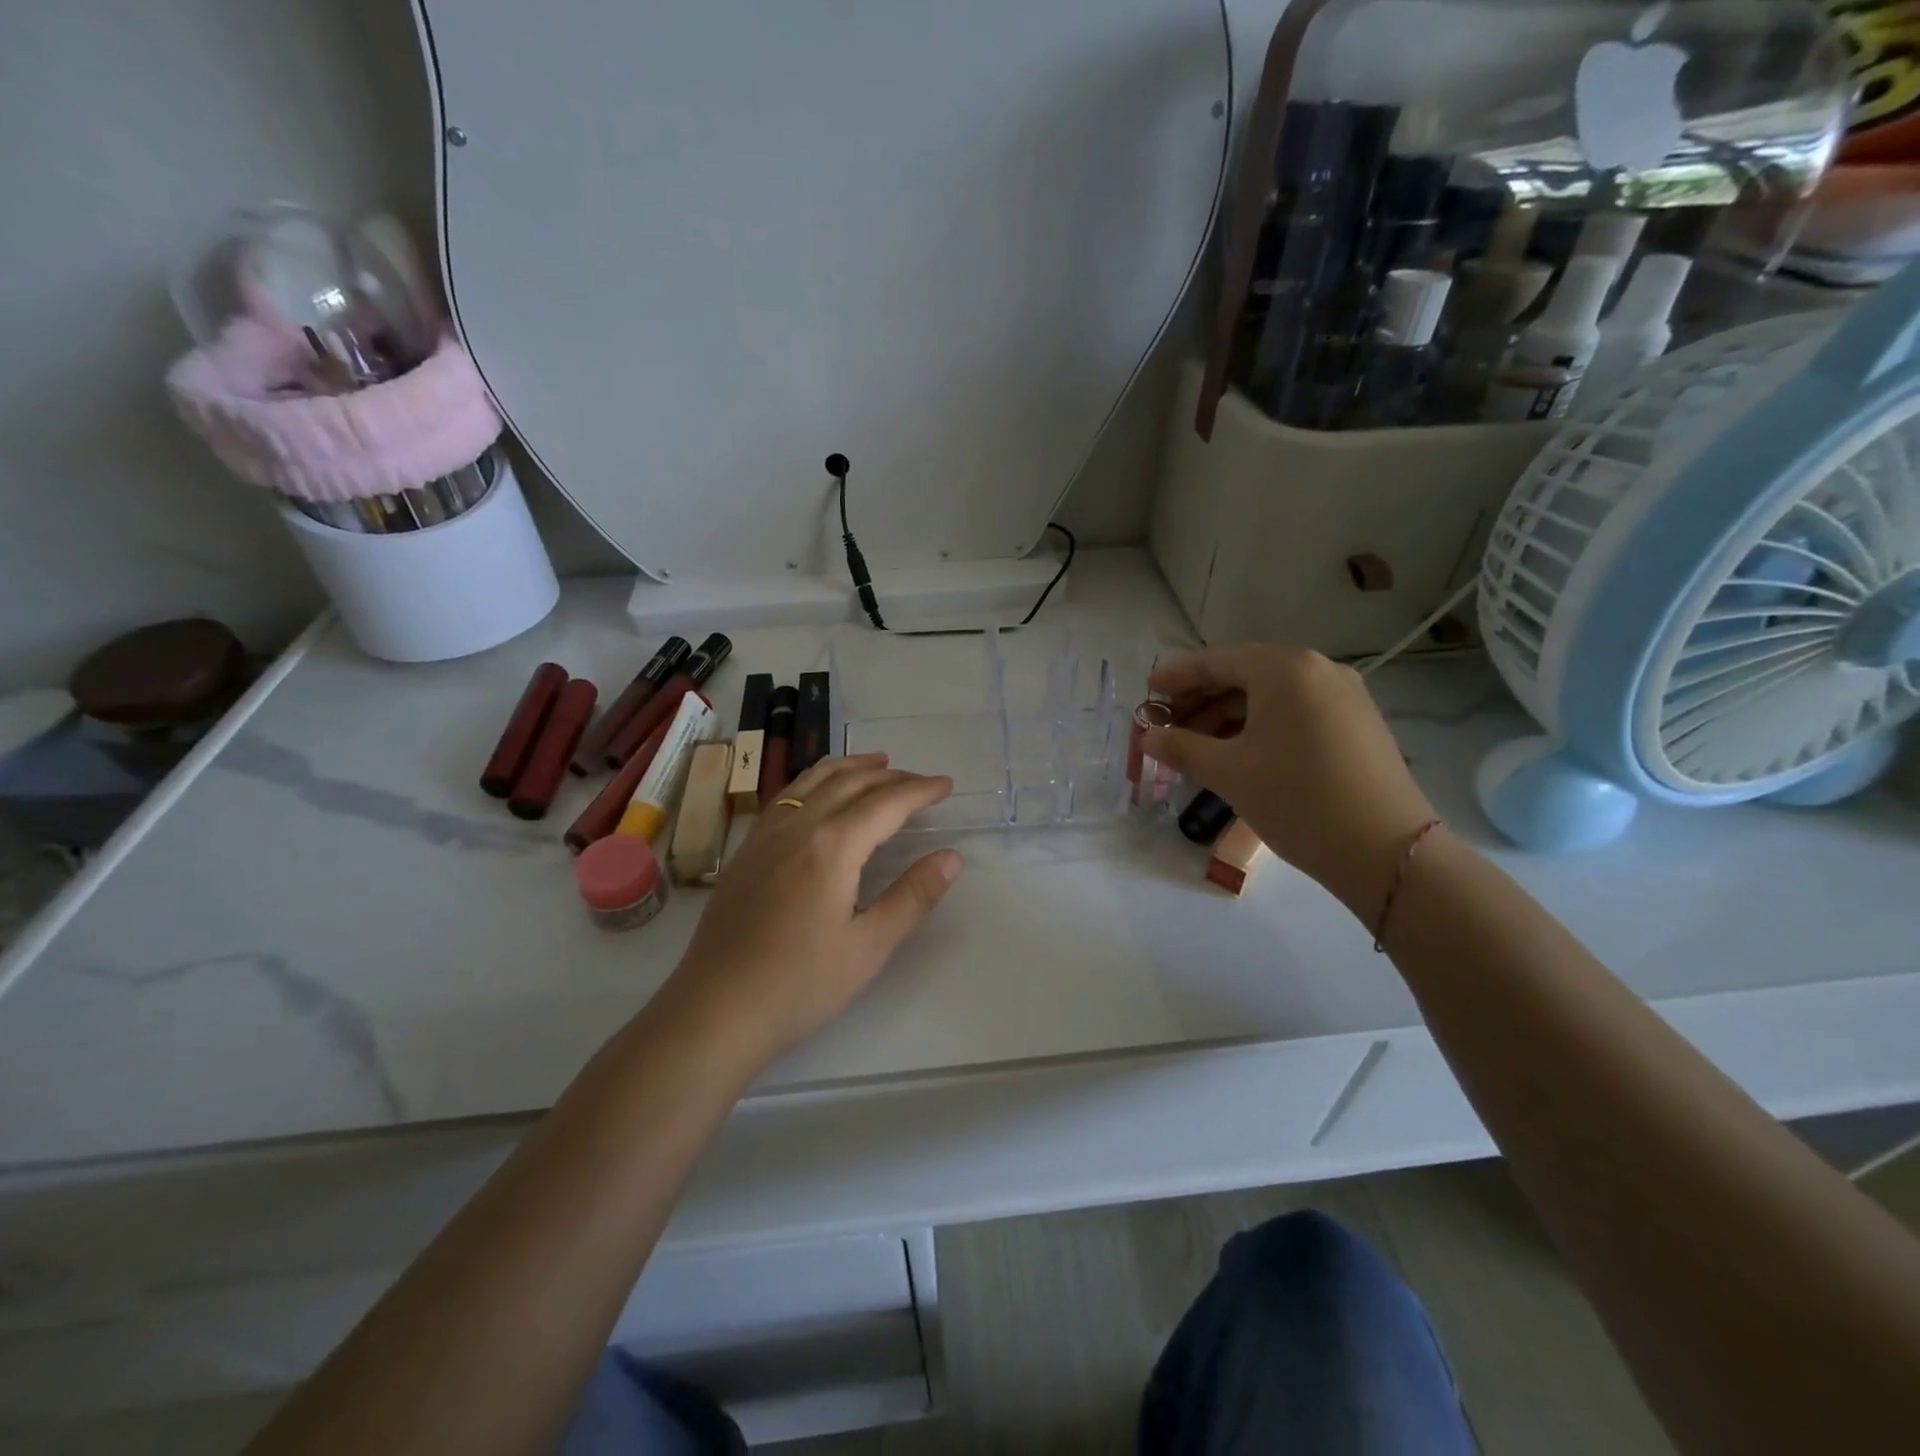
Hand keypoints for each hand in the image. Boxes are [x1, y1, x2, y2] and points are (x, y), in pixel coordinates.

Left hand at [656, 755, 961, 1072]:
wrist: (715, 1011)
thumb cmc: (799, 985)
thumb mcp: (869, 947)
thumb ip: (912, 896)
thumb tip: (951, 857)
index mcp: (832, 846)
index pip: (886, 803)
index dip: (919, 791)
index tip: (946, 784)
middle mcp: (797, 826)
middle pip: (850, 783)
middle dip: (890, 776)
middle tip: (920, 780)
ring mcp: (765, 835)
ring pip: (812, 781)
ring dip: (850, 767)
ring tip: (876, 763)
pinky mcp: (745, 851)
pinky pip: (786, 796)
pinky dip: (814, 780)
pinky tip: (818, 792)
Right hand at [1142, 645, 1437, 914]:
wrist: (1386, 851)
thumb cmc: (1296, 799)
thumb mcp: (1229, 773)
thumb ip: (1182, 748)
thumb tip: (1148, 738)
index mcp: (1284, 669)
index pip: (1217, 661)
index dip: (1177, 678)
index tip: (1147, 695)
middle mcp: (1318, 670)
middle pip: (1244, 675)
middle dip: (1200, 700)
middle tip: (1166, 726)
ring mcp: (1344, 696)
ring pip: (1270, 696)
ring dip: (1228, 716)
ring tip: (1197, 748)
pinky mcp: (1356, 723)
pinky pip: (1295, 712)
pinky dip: (1259, 726)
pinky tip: (1238, 754)